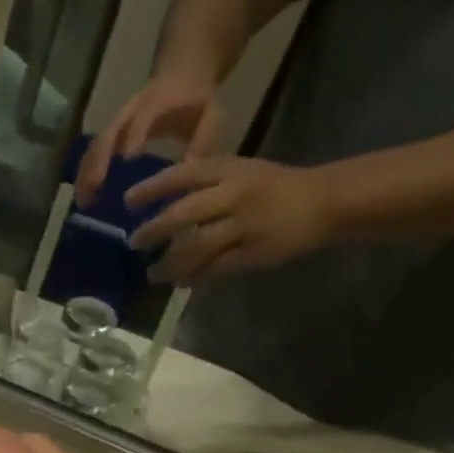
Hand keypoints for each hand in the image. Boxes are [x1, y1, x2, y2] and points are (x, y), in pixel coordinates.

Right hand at [75, 68, 229, 206]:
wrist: (182, 73)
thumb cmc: (197, 100)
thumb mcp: (210, 115)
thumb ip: (204, 140)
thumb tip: (189, 169)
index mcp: (158, 102)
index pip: (143, 117)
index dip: (135, 134)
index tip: (127, 158)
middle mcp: (131, 111)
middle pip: (108, 134)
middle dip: (98, 162)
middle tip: (93, 191)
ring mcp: (117, 121)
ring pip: (95, 146)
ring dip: (86, 174)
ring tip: (83, 202)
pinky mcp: (110, 133)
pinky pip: (93, 153)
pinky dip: (86, 175)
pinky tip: (85, 197)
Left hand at [125, 156, 336, 283]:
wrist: (325, 201)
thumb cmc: (274, 187)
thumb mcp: (241, 172)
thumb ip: (206, 185)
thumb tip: (162, 205)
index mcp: (230, 170)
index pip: (183, 175)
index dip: (152, 188)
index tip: (128, 202)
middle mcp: (235, 195)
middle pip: (184, 214)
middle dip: (154, 230)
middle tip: (134, 243)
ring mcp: (245, 225)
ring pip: (196, 247)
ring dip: (170, 264)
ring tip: (153, 274)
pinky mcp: (253, 253)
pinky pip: (215, 269)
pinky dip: (195, 277)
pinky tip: (182, 282)